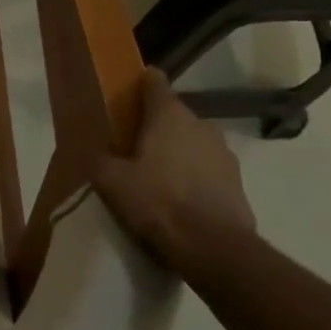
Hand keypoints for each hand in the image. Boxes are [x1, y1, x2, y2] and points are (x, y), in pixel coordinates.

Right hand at [91, 70, 256, 264]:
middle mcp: (200, 124)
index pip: (154, 82)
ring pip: (192, 141)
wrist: (213, 247)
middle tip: (131, 145)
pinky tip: (178, 196)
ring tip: (155, 175)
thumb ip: (98, 158)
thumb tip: (93, 149)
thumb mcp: (110, 180)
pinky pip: (207, 166)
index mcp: (169, 115)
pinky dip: (193, 173)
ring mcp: (224, 152)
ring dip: (176, 150)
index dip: (140, 83)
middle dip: (154, 124)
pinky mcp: (237, 180)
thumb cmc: (156, 202)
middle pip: (173, 114)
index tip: (126, 94)